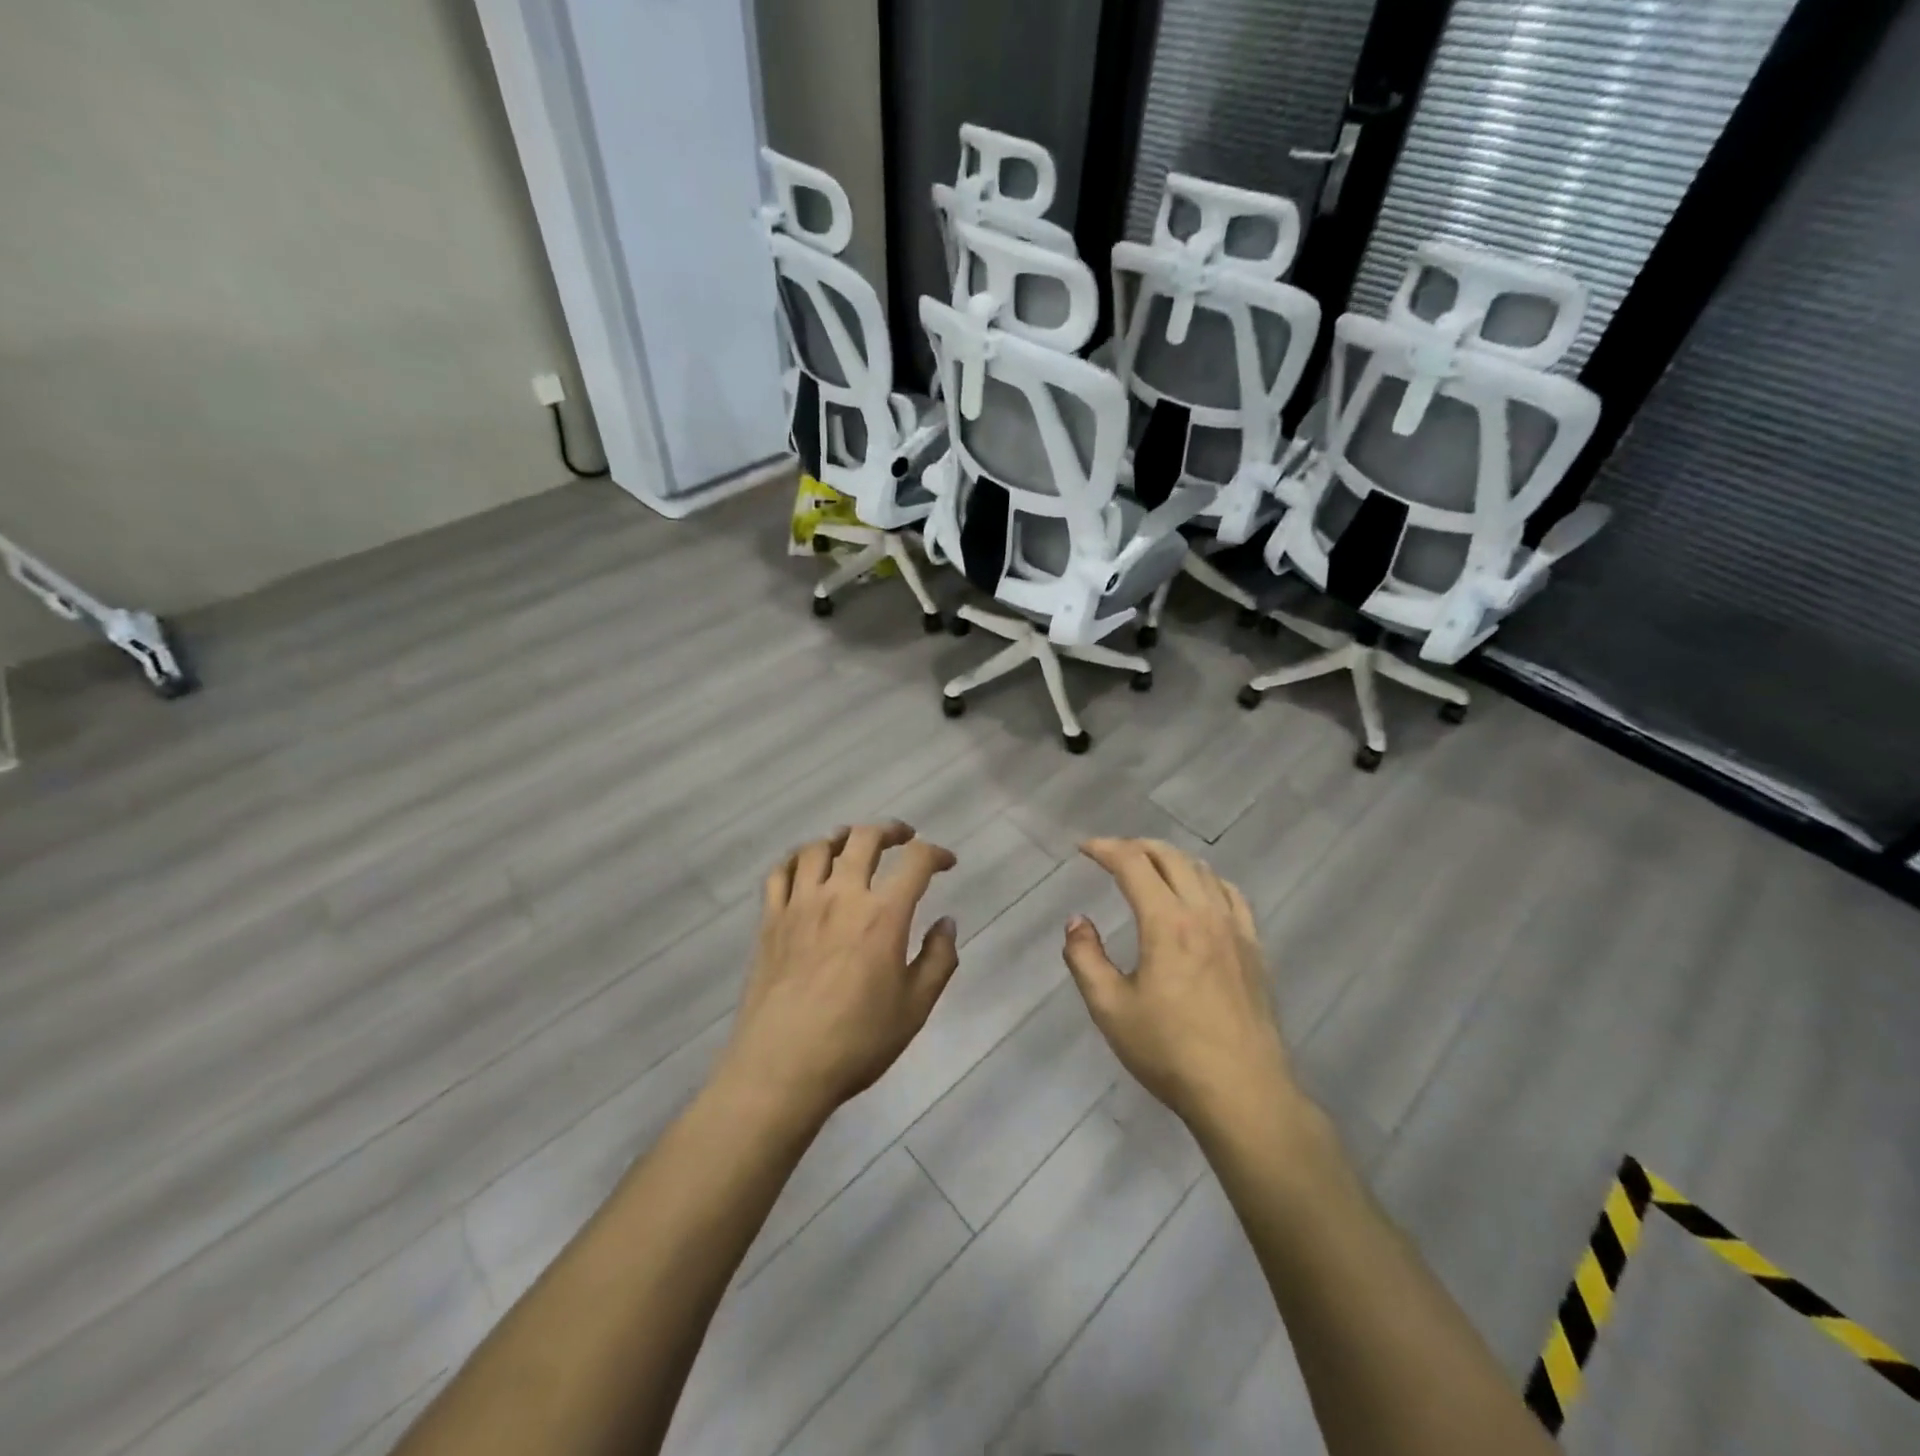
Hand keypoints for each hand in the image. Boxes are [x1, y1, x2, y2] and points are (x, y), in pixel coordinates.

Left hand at [717, 822, 959, 1123]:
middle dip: (890, 830)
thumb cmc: (857, 1041)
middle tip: (903, 838)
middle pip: (864, 838)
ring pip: (818, 847)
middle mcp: (841, 896)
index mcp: (883, 915)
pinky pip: (779, 872)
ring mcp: (799, 904)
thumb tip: (946, 922)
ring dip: (842, 838)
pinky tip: (806, 867)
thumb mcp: (915, 1007)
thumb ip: (939, 959)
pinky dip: (796, 859)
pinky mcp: (769, 920)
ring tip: (853, 846)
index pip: (916, 862)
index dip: (936, 853)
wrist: (782, 1068)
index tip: (947, 862)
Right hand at [1062, 838, 1296, 1132]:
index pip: (1133, 864)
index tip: (1083, 848)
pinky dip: (1207, 880)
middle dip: (1137, 847)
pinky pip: (1232, 895)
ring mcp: (1235, 929)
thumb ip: (1085, 958)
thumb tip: (1077, 921)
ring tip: (1149, 869)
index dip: (1105, 848)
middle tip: (1111, 854)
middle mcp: (1203, 913)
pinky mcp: (1254, 948)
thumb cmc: (1169, 1051)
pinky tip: (1200, 893)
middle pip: (1170, 857)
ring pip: (1203, 871)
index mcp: (1166, 922)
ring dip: (1170, 859)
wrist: (1242, 1092)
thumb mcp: (1109, 1008)